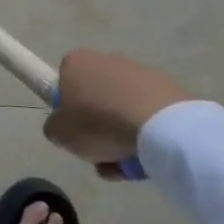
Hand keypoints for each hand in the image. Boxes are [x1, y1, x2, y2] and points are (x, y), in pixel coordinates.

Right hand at [43, 49, 195, 164]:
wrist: (161, 126)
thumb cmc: (99, 123)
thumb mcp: (59, 133)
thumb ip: (54, 127)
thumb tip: (64, 127)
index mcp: (76, 62)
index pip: (65, 84)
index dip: (69, 111)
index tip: (77, 133)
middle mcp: (107, 59)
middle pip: (96, 99)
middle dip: (98, 127)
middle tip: (101, 154)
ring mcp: (140, 72)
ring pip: (123, 109)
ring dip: (122, 136)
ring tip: (127, 163)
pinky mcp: (168, 88)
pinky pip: (148, 114)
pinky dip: (146, 134)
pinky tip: (148, 157)